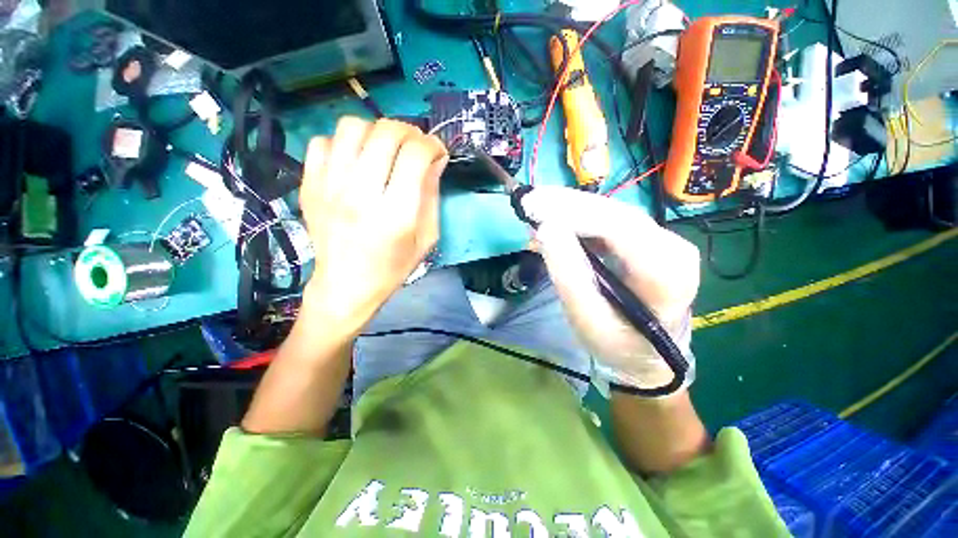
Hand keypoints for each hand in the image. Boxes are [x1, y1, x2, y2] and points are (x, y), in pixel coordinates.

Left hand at [299, 117, 447, 332]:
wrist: (346, 285)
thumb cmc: (393, 266)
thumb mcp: (426, 238)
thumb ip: (432, 196)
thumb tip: (435, 160)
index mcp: (396, 213)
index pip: (415, 154)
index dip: (432, 145)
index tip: (437, 152)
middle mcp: (361, 194)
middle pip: (385, 133)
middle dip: (409, 132)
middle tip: (414, 147)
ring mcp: (329, 188)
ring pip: (352, 127)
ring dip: (376, 131)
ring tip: (384, 149)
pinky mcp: (309, 187)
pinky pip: (322, 142)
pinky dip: (343, 144)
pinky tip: (354, 162)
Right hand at [522, 187, 699, 391]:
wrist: (646, 353)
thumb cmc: (617, 344)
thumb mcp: (588, 320)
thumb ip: (569, 276)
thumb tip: (546, 230)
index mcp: (666, 271)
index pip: (617, 227)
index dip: (573, 212)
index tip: (533, 207)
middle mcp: (673, 246)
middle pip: (614, 213)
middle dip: (567, 204)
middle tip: (529, 202)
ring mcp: (663, 239)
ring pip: (611, 212)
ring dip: (571, 209)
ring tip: (536, 209)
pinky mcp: (648, 239)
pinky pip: (609, 221)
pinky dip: (579, 218)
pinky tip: (555, 220)